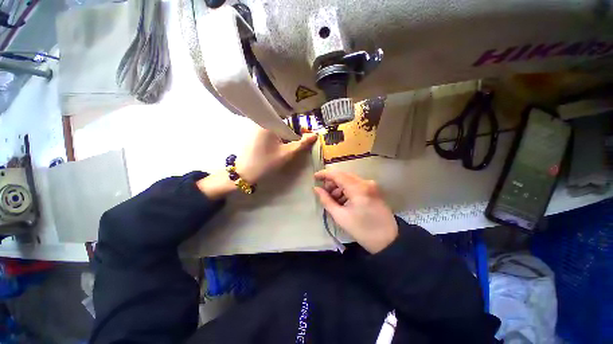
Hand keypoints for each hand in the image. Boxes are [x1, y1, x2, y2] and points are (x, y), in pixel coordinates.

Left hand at [198, 128, 316, 199]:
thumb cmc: (266, 163)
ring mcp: (256, 126)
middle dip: (292, 130)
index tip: (304, 134)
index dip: (299, 126)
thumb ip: (302, 144)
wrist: (245, 173)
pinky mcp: (254, 132)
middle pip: (283, 121)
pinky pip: (270, 130)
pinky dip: (277, 135)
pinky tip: (279, 144)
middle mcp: (261, 120)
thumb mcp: (287, 154)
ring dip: (285, 133)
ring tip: (289, 143)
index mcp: (268, 123)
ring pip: (276, 126)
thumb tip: (315, 135)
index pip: (289, 118)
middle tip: (298, 140)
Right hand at [314, 170, 397, 253]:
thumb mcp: (340, 216)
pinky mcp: (373, 190)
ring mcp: (371, 185)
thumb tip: (316, 189)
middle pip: (343, 175)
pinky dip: (347, 190)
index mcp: (358, 188)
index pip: (337, 174)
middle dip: (331, 182)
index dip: (324, 174)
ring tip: (333, 199)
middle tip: (323, 192)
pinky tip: (342, 200)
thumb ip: (326, 200)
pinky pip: (356, 185)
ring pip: (349, 180)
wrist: (389, 240)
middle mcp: (365, 182)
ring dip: (339, 186)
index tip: (314, 177)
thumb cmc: (362, 230)